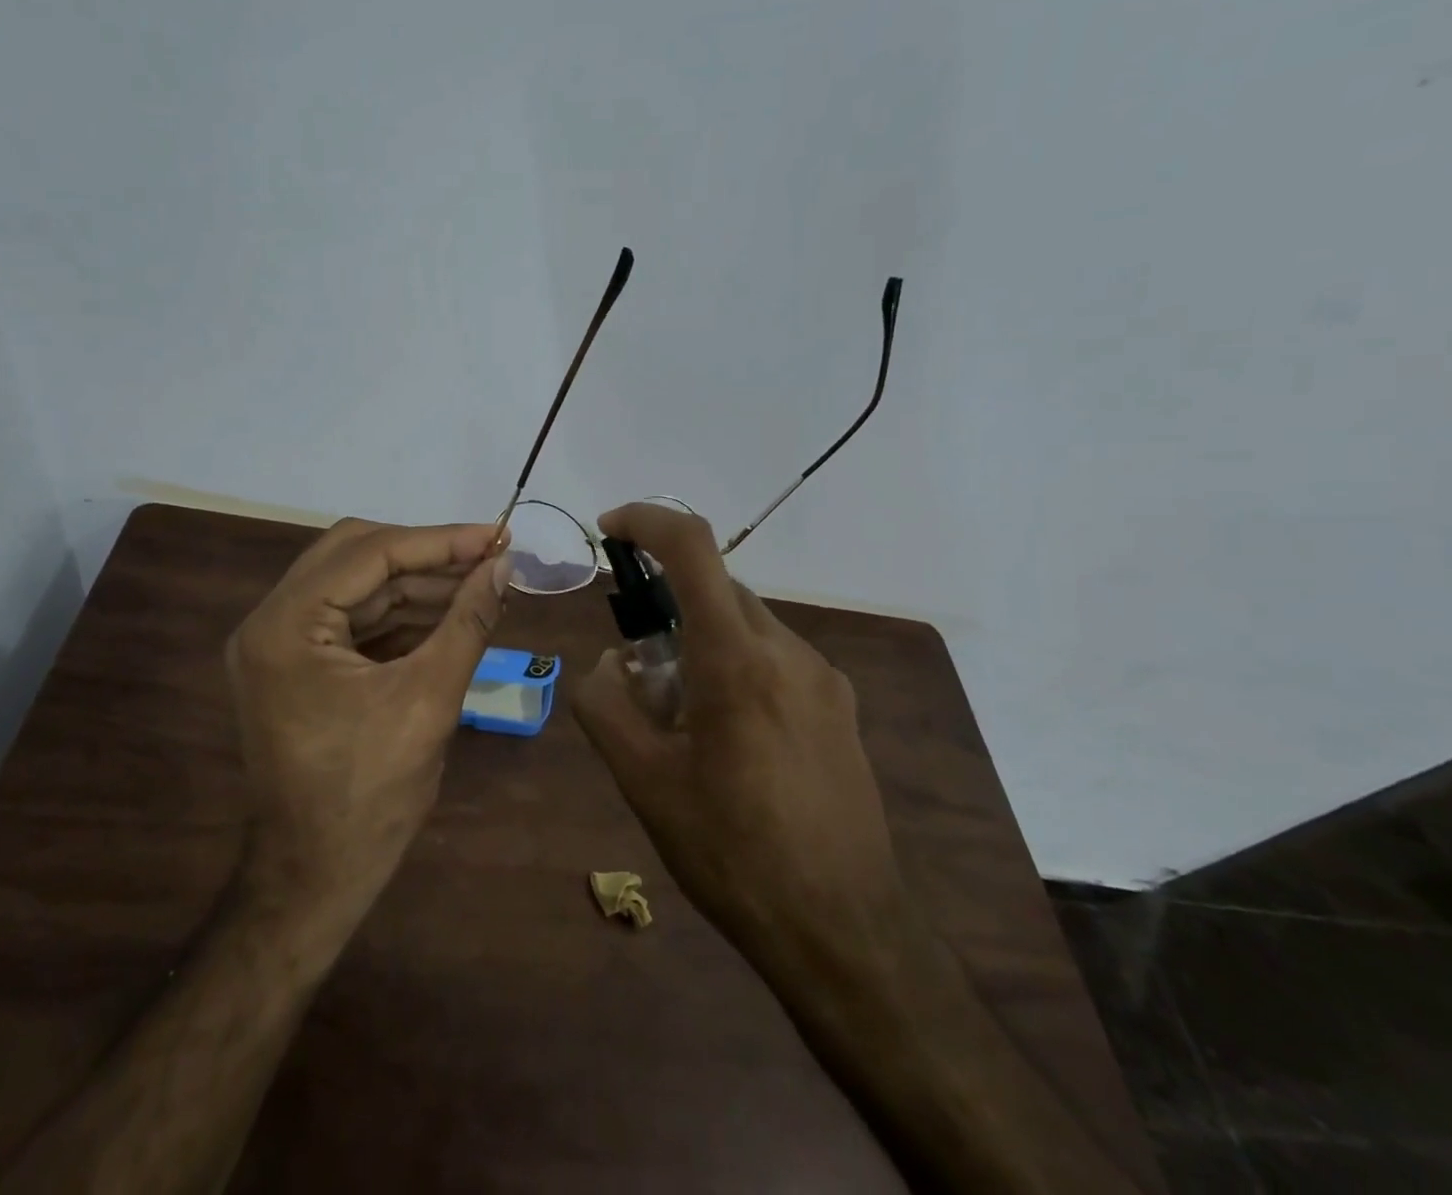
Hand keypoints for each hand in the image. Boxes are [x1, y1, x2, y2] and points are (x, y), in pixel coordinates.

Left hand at [225, 518, 509, 926]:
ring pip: (356, 584)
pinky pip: (353, 617)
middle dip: (426, 555)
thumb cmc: (370, 796)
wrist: (317, 878)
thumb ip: (468, 621)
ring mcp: (278, 643)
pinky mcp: (296, 663)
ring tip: (480, 583)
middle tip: (486, 556)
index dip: (439, 541)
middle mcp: (270, 621)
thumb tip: (504, 565)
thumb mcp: (430, 700)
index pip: (369, 553)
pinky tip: (450, 612)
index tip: (496, 535)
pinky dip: (401, 612)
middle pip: (355, 555)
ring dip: (418, 582)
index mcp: (285, 627)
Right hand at [570, 502, 907, 968]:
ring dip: (702, 643)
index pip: (692, 548)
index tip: (609, 532)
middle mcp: (787, 650)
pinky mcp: (839, 705)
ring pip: (745, 624)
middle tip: (640, 676)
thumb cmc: (733, 853)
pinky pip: (774, 658)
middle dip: (666, 610)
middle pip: (716, 589)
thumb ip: (607, 706)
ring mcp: (822, 676)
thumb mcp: (645, 783)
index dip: (646, 520)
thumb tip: (607, 663)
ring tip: (684, 722)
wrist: (845, 931)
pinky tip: (731, 740)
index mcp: (736, 658)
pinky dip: (737, 667)